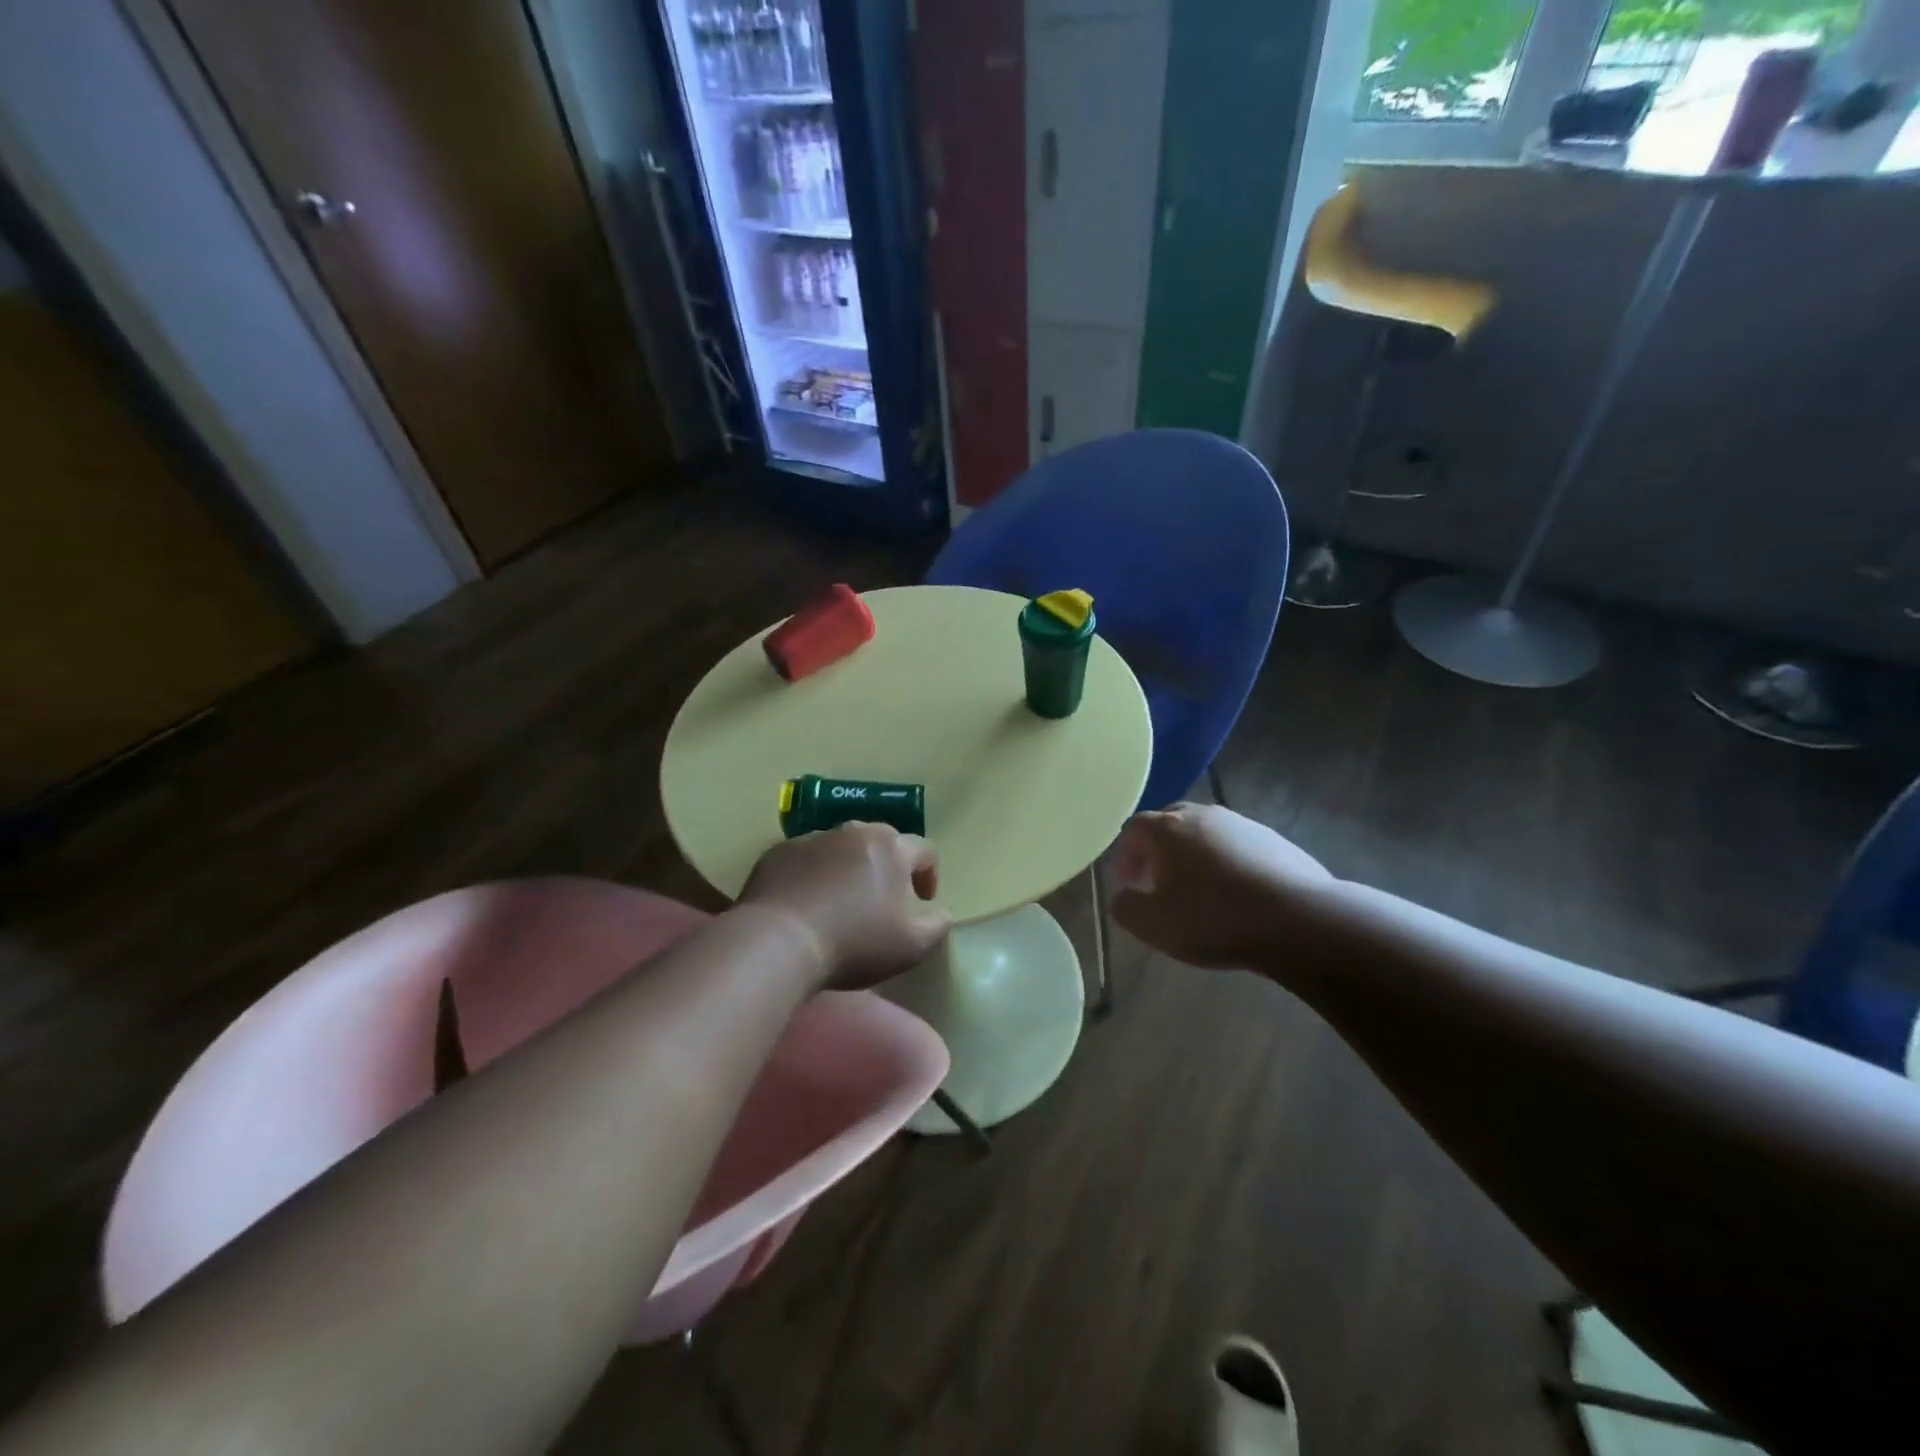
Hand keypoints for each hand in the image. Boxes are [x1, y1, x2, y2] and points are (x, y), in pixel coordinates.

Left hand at [738, 822, 951, 989]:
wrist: (778, 942)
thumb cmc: (853, 943)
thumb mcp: (911, 948)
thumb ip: (936, 927)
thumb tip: (943, 914)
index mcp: (891, 848)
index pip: (923, 849)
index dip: (929, 873)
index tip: (923, 899)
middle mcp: (854, 832)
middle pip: (881, 841)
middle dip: (888, 865)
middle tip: (882, 897)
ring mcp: (813, 838)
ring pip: (841, 847)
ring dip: (848, 867)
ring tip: (840, 900)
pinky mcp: (778, 852)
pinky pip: (805, 858)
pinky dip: (812, 874)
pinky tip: (805, 903)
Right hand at [1110, 803, 1332, 970]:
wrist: (1300, 920)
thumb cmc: (1215, 919)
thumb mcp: (1154, 925)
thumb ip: (1125, 907)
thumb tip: (1123, 896)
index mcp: (1168, 829)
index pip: (1133, 829)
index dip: (1125, 857)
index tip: (1129, 885)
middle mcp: (1202, 815)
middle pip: (1169, 823)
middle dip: (1157, 850)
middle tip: (1158, 882)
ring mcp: (1242, 824)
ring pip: (1205, 833)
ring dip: (1193, 855)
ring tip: (1199, 891)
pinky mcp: (1274, 840)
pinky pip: (1236, 846)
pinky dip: (1226, 863)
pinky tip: (1236, 894)